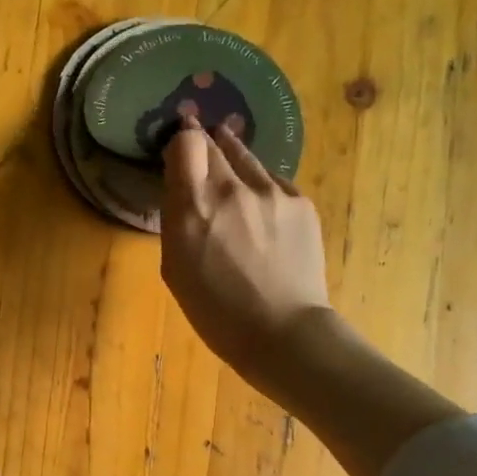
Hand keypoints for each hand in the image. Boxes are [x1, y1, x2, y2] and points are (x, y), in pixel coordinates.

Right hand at [160, 118, 332, 397]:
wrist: (283, 332)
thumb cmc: (216, 311)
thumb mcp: (175, 268)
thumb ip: (176, 220)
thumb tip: (182, 191)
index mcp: (194, 208)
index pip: (185, 143)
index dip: (179, 144)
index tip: (178, 156)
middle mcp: (233, 189)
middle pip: (214, 143)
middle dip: (203, 147)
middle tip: (199, 157)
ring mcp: (272, 192)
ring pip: (246, 157)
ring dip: (232, 160)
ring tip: (230, 177)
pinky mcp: (301, 202)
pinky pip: (272, 182)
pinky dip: (260, 189)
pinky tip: (260, 213)